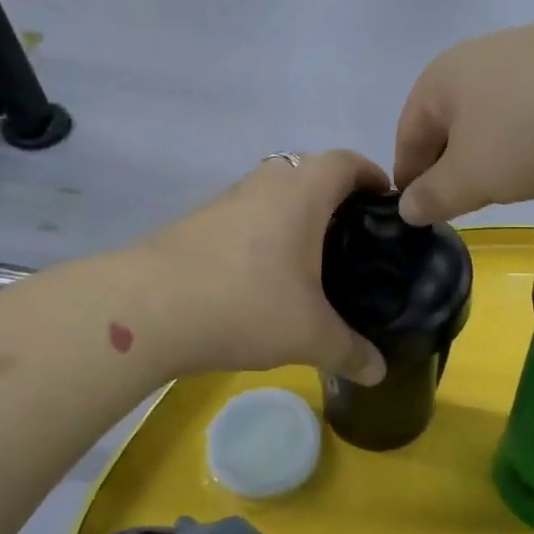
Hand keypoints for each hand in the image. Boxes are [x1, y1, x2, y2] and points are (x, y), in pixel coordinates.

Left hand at [145, 150, 391, 383]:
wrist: (147, 309)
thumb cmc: (246, 304)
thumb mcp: (309, 336)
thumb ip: (350, 352)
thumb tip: (379, 372)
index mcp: (301, 193)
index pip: (346, 161)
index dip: (371, 174)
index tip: (386, 200)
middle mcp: (265, 183)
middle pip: (309, 169)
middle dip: (335, 194)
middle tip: (353, 234)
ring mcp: (226, 199)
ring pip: (272, 191)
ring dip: (294, 212)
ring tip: (310, 256)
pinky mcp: (196, 221)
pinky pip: (245, 213)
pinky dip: (263, 230)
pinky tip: (262, 273)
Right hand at [394, 11, 533, 224]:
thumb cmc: (529, 133)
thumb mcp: (473, 178)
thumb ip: (434, 196)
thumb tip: (407, 206)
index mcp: (439, 80)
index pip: (407, 135)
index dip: (409, 178)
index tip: (418, 211)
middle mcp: (475, 55)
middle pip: (448, 120)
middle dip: (450, 161)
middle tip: (463, 200)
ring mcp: (525, 48)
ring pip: (491, 109)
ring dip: (491, 145)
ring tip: (509, 177)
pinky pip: (533, 101)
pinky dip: (530, 128)